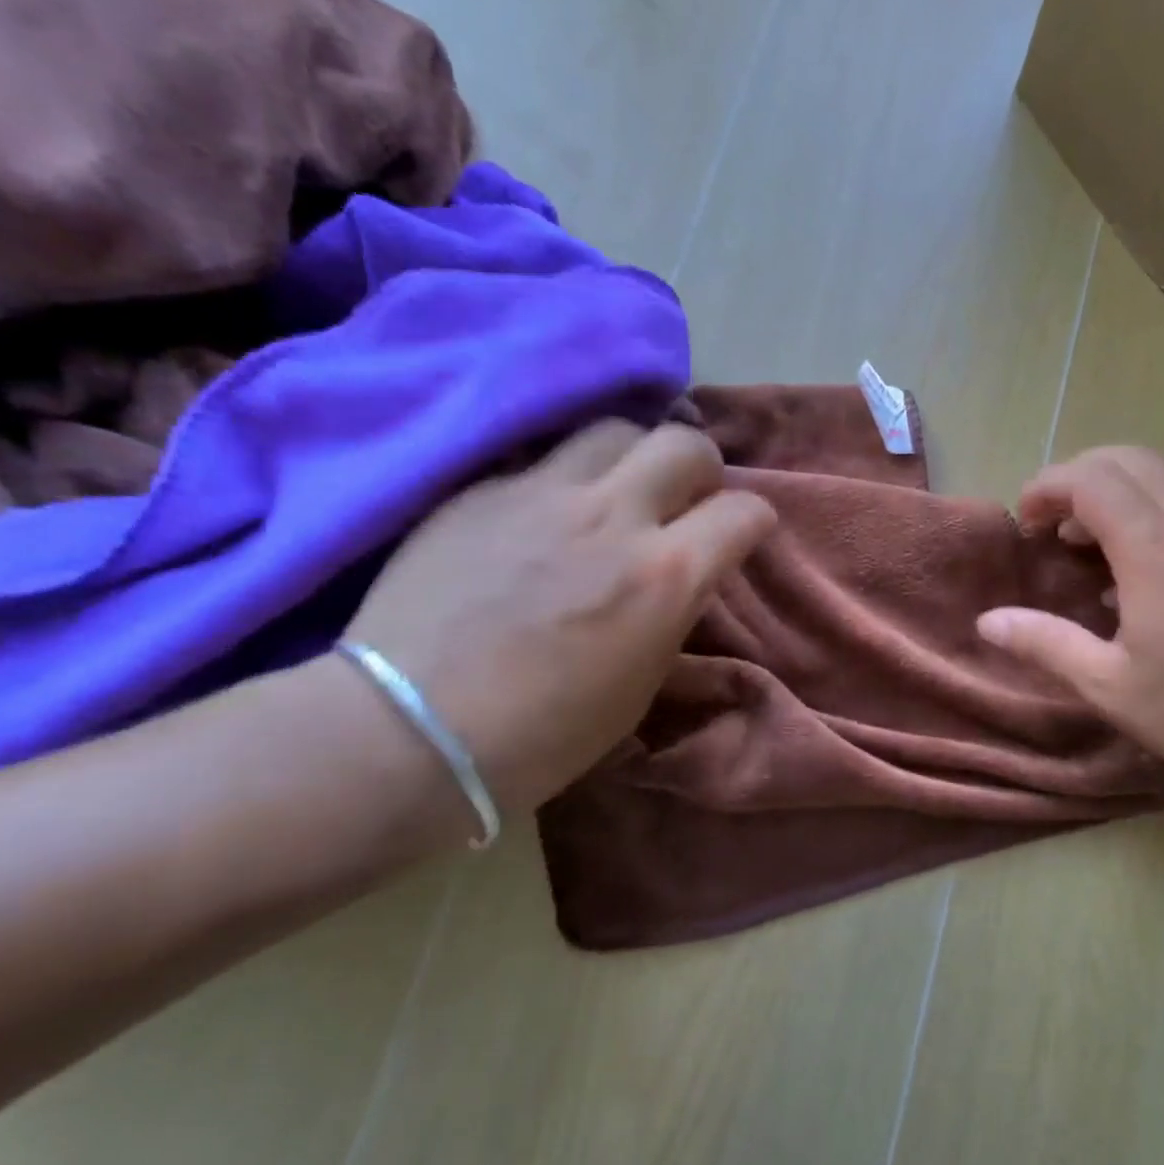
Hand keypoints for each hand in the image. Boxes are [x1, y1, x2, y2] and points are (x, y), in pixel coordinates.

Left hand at [345, 420, 774, 811]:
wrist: (409, 731)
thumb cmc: (542, 735)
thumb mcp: (639, 686)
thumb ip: (670, 615)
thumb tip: (680, 580)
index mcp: (664, 576)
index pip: (743, 512)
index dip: (754, 520)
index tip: (742, 535)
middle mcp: (614, 516)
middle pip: (684, 444)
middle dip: (701, 468)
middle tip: (687, 498)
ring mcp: (542, 493)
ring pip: (615, 429)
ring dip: (635, 455)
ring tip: (620, 488)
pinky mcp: (482, 489)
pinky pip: (542, 456)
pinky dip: (565, 476)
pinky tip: (548, 511)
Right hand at [977, 446, 1163, 806]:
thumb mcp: (1112, 686)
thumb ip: (1046, 644)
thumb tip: (988, 621)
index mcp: (1155, 548)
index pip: (1091, 478)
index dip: (1047, 487)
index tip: (1024, 523)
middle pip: (1127, 459)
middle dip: (1077, 477)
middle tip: (1050, 524)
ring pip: (1160, 478)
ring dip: (1112, 495)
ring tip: (1084, 548)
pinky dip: (1143, 516)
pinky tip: (1134, 578)